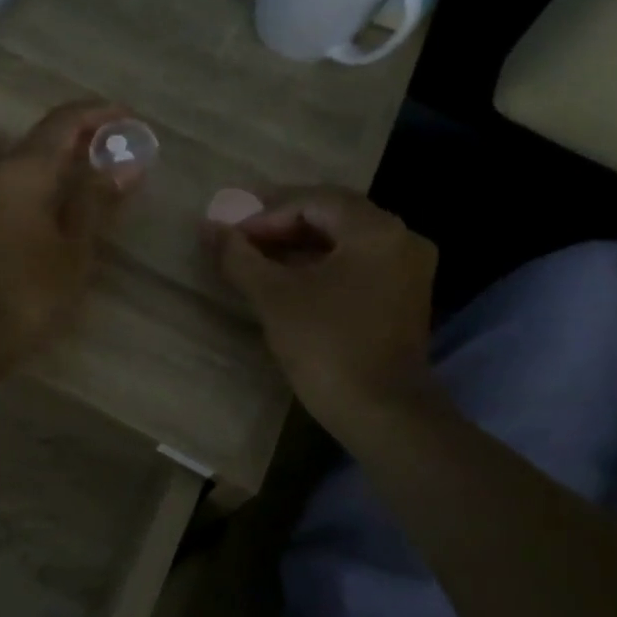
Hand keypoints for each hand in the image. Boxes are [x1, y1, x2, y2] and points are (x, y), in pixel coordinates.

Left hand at [0, 101, 137, 373]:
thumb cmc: (27, 292)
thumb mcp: (74, 248)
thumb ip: (95, 200)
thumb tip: (123, 163)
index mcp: (23, 170)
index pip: (62, 122)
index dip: (96, 113)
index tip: (127, 117)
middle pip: (37, 136)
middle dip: (76, 134)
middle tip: (111, 146)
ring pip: (15, 157)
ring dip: (49, 155)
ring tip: (79, 169)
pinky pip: (1, 181)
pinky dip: (28, 177)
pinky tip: (42, 199)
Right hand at [208, 188, 438, 428]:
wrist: (383, 415)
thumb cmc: (327, 347)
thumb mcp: (274, 297)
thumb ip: (239, 256)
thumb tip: (208, 227)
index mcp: (375, 230)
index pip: (313, 201)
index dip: (266, 213)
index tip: (231, 234)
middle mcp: (401, 239)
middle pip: (332, 215)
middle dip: (282, 224)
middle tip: (241, 239)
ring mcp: (407, 270)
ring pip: (344, 240)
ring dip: (299, 245)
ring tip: (257, 259)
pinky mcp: (403, 297)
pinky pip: (357, 263)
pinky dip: (321, 265)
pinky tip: (289, 280)